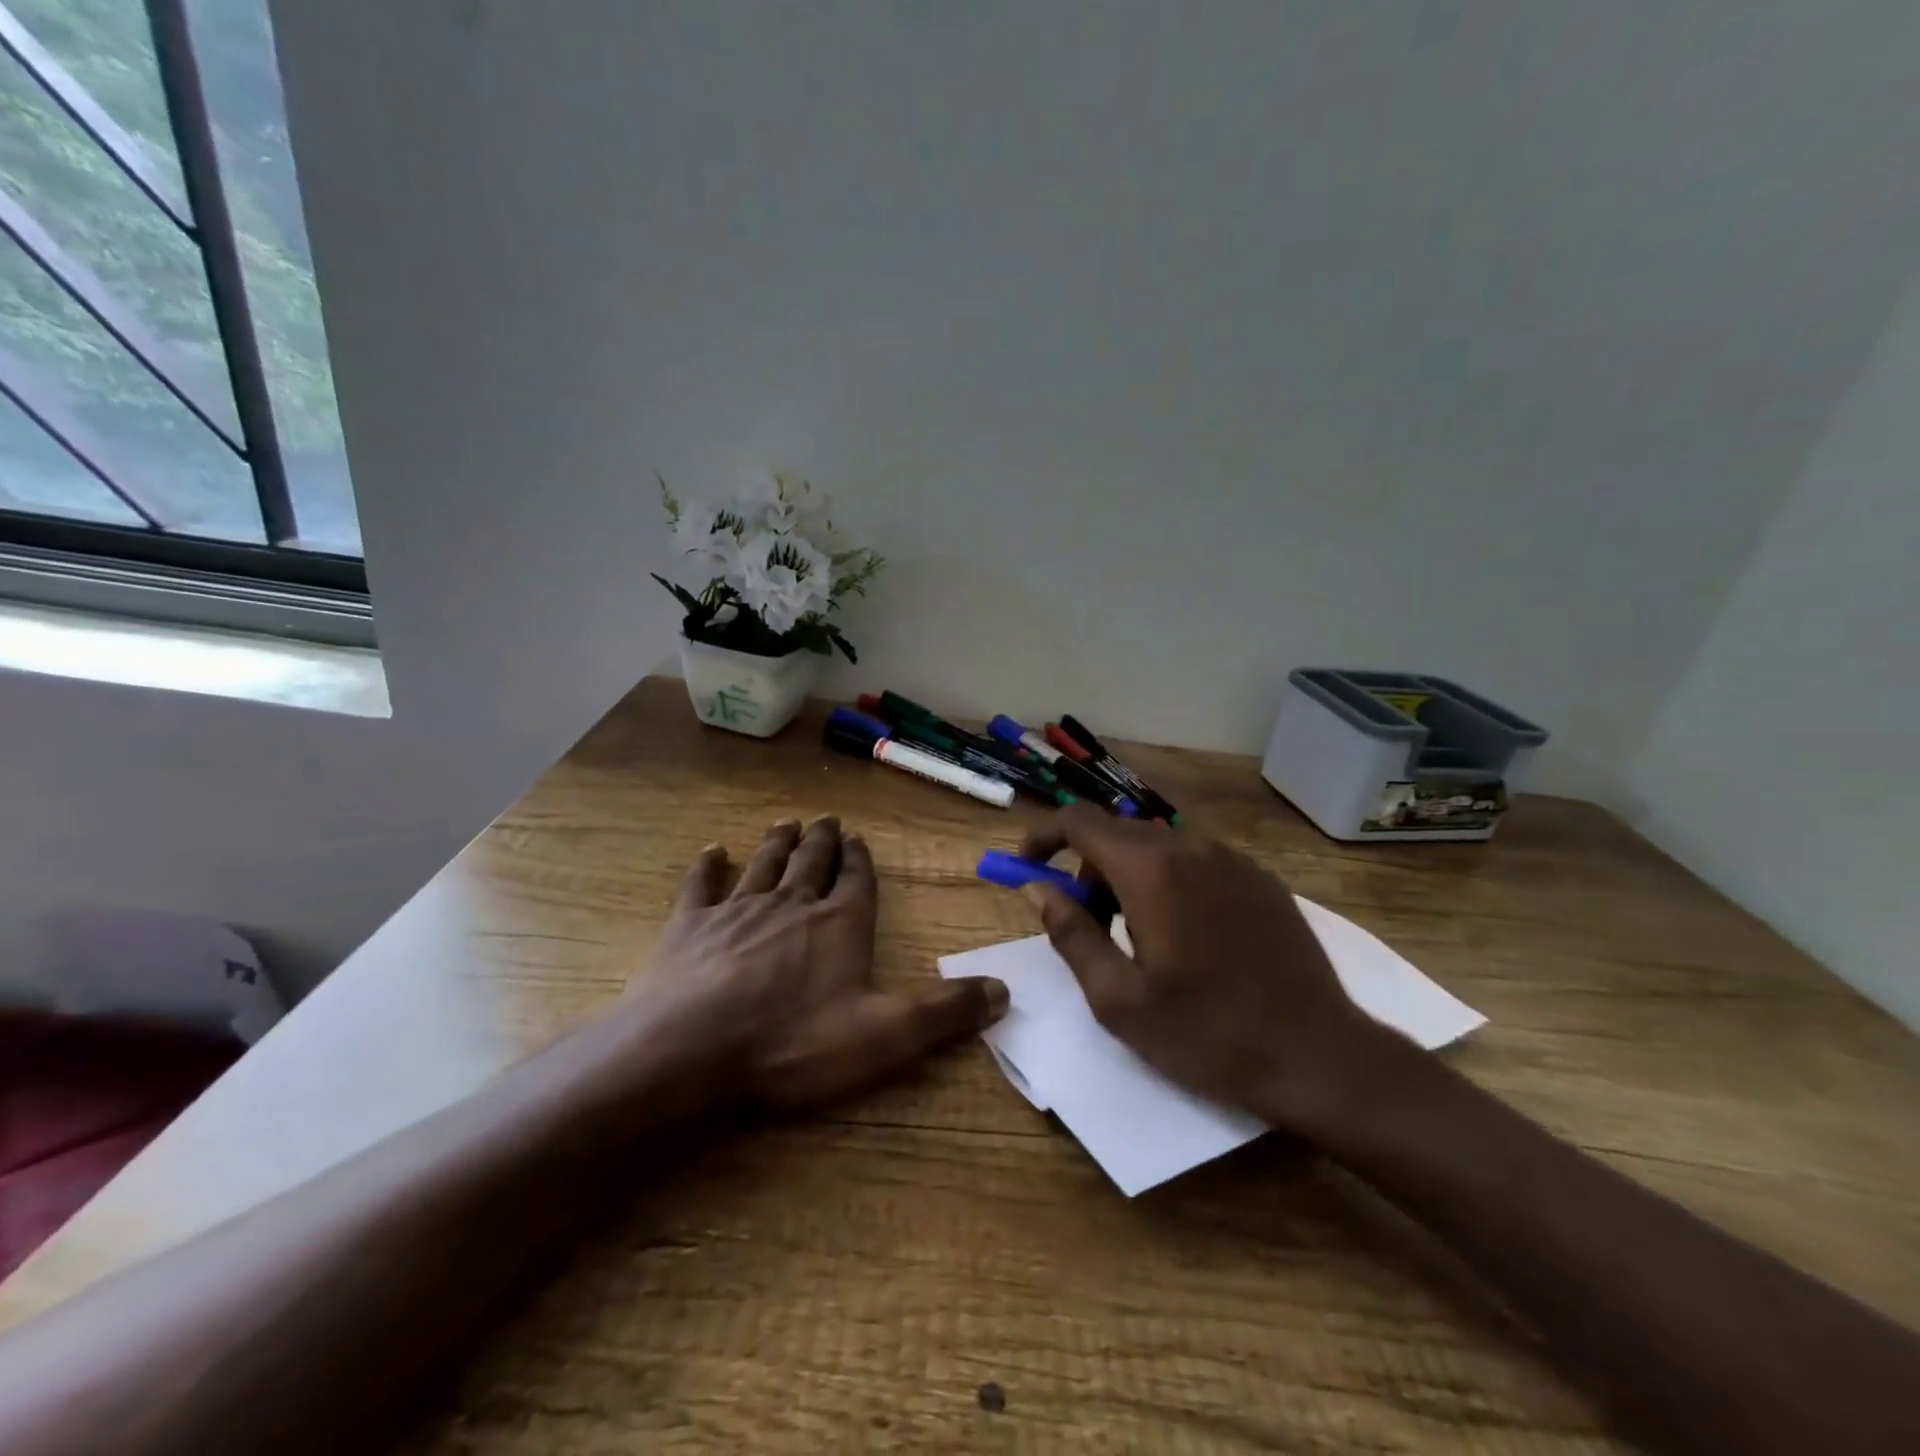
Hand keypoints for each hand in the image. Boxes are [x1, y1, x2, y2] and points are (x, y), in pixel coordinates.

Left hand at [624, 816, 1006, 1111]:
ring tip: (787, 823)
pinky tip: (712, 851)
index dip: (860, 860)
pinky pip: (701, 885)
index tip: (858, 839)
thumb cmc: (793, 1043)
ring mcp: (737, 910)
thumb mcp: (885, 1035)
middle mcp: (792, 903)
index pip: (857, 880)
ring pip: (764, 864)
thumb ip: (945, 1011)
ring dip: (777, 843)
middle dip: (822, 840)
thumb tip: (1004, 990)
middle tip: (826, 819)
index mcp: (840, 923)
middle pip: (811, 861)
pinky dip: (708, 866)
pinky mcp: (689, 926)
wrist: (689, 1051)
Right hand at [1018, 804, 1403, 1135]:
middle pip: (1117, 832)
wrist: (1319, 1055)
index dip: (1044, 835)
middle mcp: (1190, 847)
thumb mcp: (1118, 999)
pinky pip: (1197, 860)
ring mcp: (1232, 858)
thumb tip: (1039, 889)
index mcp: (1150, 870)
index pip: (1079, 821)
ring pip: (1158, 845)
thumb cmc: (1207, 1033)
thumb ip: (1070, 933)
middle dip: (1086, 866)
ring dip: (1128, 874)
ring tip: (1136, 934)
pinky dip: (1170, 879)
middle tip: (1085, 922)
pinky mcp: (1260, 877)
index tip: (1028, 865)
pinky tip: (1186, 933)